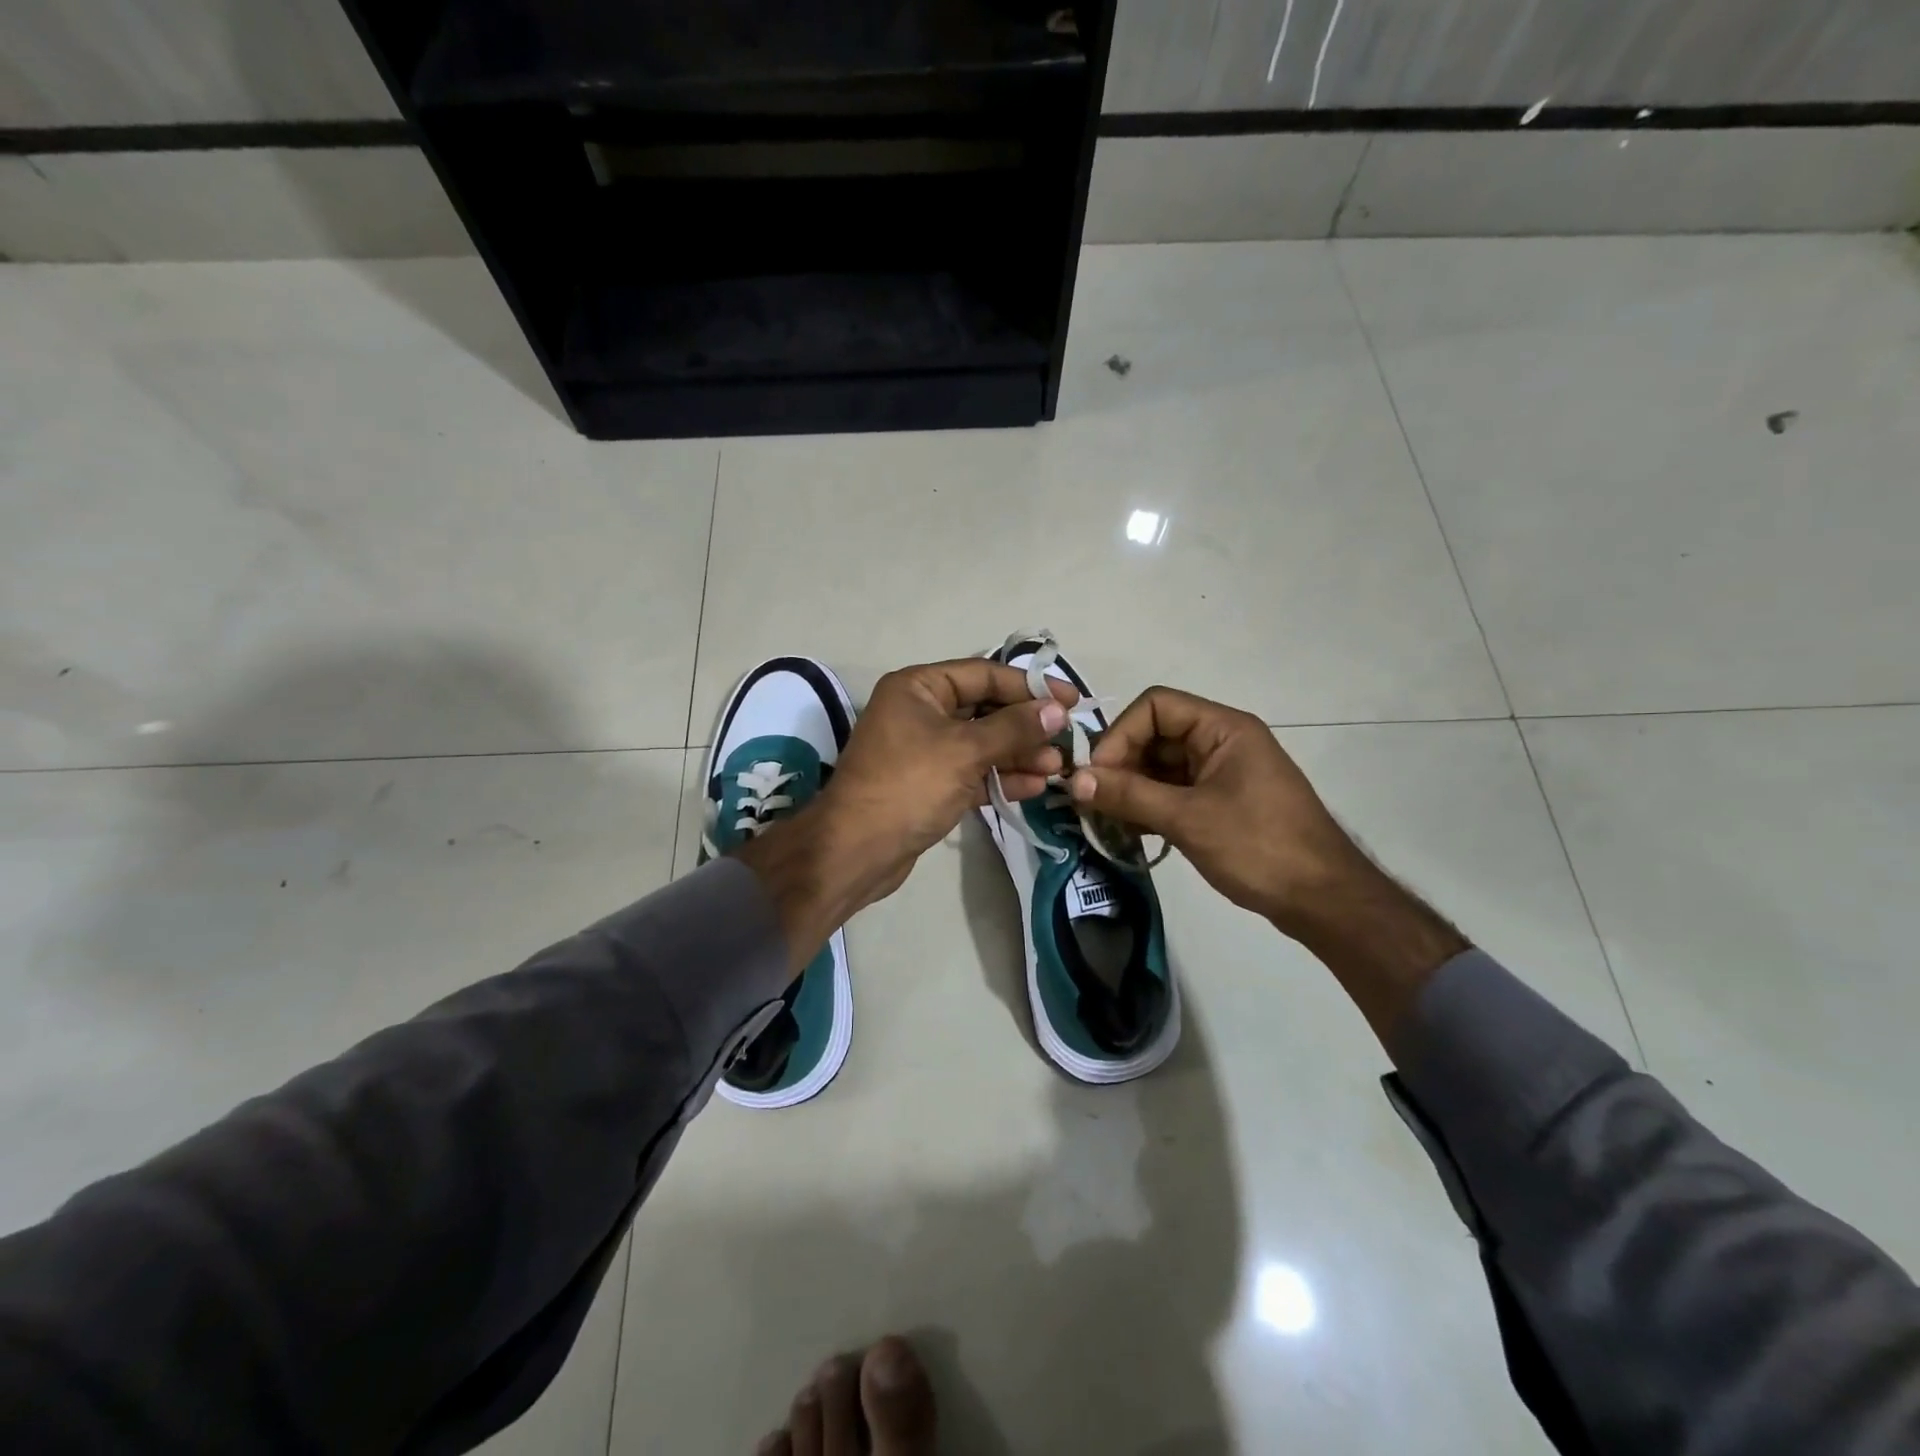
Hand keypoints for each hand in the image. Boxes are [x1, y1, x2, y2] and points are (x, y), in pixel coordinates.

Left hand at [736, 659, 1075, 969]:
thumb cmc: (908, 786)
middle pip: (985, 709)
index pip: (984, 674)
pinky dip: (1001, 777)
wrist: (856, 850)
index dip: (1030, 686)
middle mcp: (920, 711)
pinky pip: (973, 772)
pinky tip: (1034, 787)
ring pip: (982, 743)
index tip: (1071, 700)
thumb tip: (1057, 710)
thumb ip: (1013, 728)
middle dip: (1026, 726)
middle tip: (1066, 741)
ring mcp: (925, 749)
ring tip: (1057, 769)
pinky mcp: (930, 784)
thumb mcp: (964, 750)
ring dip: (1019, 754)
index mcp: (919, 687)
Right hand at [1066, 686, 1361, 933]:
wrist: (1323, 900)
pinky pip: (1173, 792)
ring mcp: (1222, 774)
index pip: (1156, 706)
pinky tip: (1129, 832)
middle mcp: (1221, 742)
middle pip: (1155, 735)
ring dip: (1130, 790)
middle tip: (1092, 801)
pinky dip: (1148, 807)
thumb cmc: (1259, 847)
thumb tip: (1074, 779)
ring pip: (1160, 767)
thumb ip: (1129, 795)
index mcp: (1223, 728)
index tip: (1097, 775)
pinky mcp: (1220, 803)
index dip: (1120, 734)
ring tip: (1105, 820)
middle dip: (1121, 765)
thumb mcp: (1188, 819)